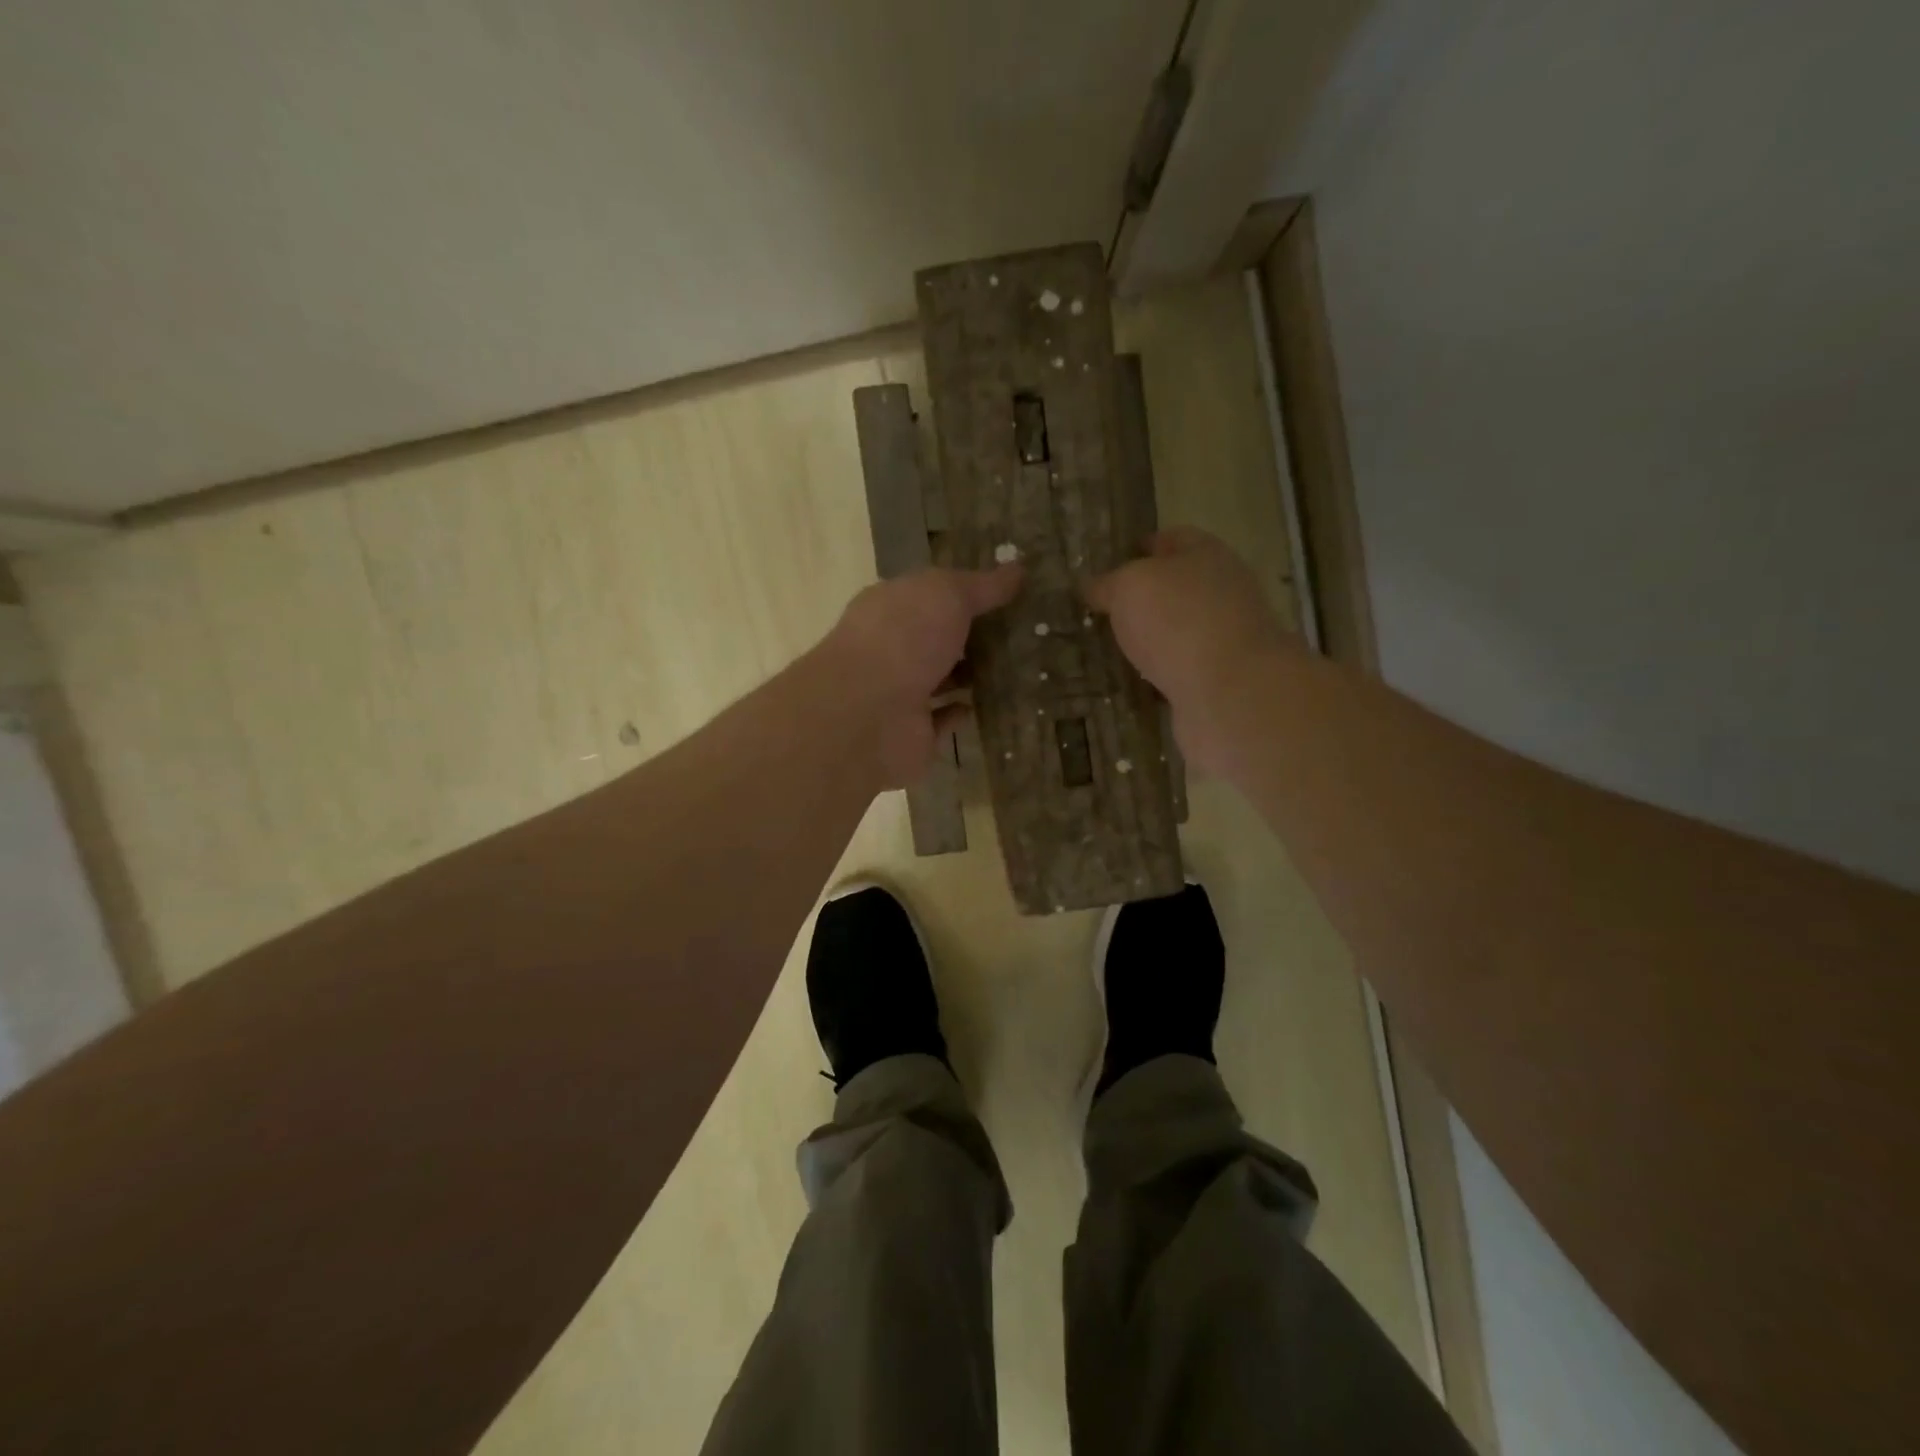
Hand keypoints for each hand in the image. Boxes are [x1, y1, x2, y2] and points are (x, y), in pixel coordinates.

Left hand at [820, 563, 1022, 788]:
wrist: (868, 713)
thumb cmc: (904, 638)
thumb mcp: (947, 595)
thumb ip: (982, 586)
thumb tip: (1018, 570)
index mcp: (889, 607)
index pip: (926, 593)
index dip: (961, 591)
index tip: (1004, 594)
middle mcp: (888, 647)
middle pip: (932, 637)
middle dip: (967, 635)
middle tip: (1017, 633)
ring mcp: (896, 693)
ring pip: (936, 679)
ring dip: (965, 675)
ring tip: (1011, 668)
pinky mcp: (909, 733)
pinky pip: (938, 720)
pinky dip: (957, 712)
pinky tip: (983, 705)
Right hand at [1085, 527, 1293, 774]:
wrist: (1231, 693)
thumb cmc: (1179, 621)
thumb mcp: (1129, 587)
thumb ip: (1107, 584)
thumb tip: (1092, 586)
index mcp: (1207, 556)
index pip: (1172, 540)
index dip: (1141, 548)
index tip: (1110, 562)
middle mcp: (1222, 593)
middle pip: (1176, 588)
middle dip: (1142, 599)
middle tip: (1099, 611)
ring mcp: (1224, 640)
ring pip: (1176, 633)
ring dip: (1149, 641)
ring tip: (1107, 648)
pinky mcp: (1218, 682)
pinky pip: (1177, 673)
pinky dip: (1156, 677)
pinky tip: (1129, 684)